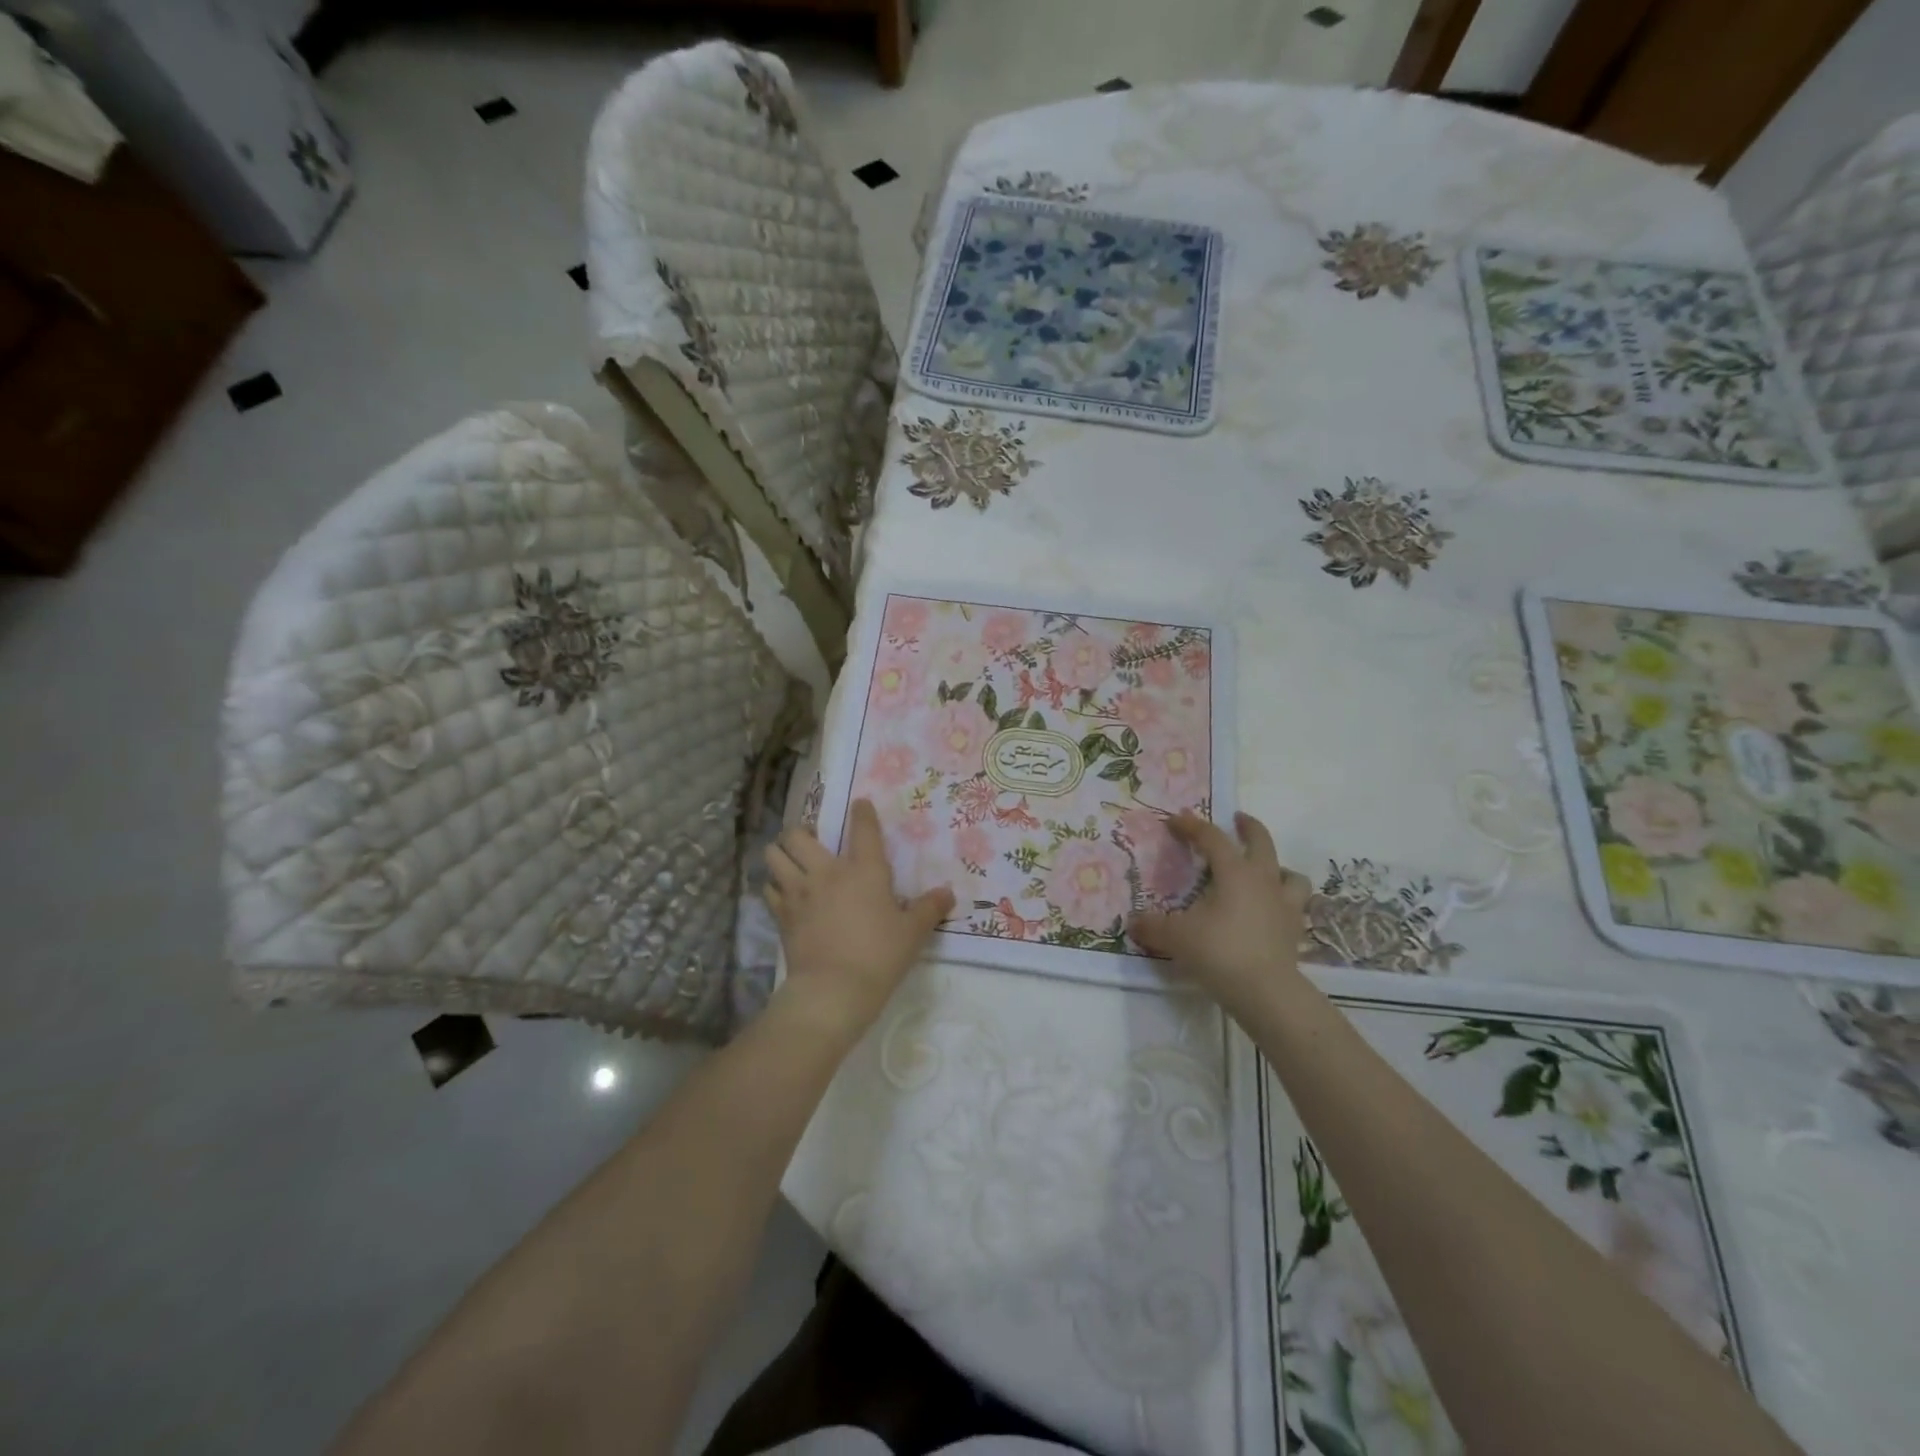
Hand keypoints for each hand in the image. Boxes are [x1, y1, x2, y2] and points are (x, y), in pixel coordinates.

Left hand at [764, 799, 954, 1040]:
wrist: (834, 989)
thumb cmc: (880, 955)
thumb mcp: (913, 933)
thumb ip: (929, 909)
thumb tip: (948, 893)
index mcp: (864, 870)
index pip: (863, 828)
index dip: (862, 812)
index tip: (860, 804)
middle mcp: (827, 872)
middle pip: (798, 835)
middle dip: (801, 832)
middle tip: (812, 843)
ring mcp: (799, 892)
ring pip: (774, 856)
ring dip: (780, 855)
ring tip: (790, 862)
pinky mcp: (782, 915)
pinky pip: (769, 889)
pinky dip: (774, 887)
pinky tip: (784, 894)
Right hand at [1129, 811, 1310, 1010]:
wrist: (1266, 992)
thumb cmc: (1218, 952)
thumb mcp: (1176, 936)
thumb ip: (1152, 925)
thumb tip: (1133, 922)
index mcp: (1234, 872)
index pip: (1212, 838)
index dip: (1192, 826)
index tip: (1175, 819)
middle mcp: (1263, 881)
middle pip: (1261, 842)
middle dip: (1248, 827)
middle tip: (1238, 819)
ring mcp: (1284, 905)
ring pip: (1289, 873)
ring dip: (1277, 866)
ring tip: (1264, 870)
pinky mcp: (1295, 931)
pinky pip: (1295, 905)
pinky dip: (1285, 900)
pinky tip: (1273, 909)